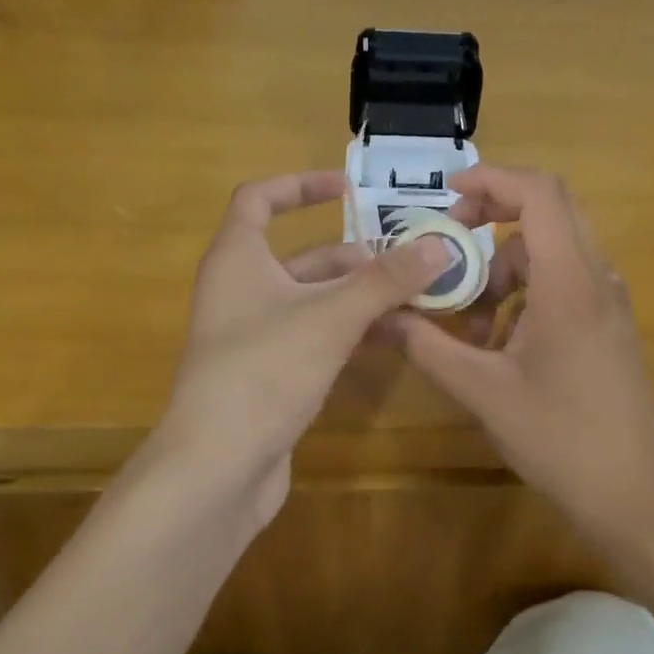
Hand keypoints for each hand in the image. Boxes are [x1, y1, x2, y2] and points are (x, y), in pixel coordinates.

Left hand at [153, 170, 449, 524]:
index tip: (349, 188)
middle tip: (410, 262)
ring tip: (415, 299)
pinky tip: (391, 339)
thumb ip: (385, 280)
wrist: (215, 468)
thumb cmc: (264, 371)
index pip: (259, 199)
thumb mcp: (331, 317)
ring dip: (360, 298)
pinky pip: (314, 337)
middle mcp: (240, 290)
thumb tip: (438, 245)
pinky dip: (349, 331)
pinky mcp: (267, 375)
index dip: (301, 185)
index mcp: (237, 258)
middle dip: (356, 257)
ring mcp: (253, 336)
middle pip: (301, 256)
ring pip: (313, 301)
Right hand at [388, 166, 653, 530]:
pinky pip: (560, 281)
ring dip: (503, 267)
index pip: (540, 194)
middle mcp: (596, 278)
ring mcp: (606, 300)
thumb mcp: (482, 390)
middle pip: (548, 211)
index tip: (448, 197)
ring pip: (550, 251)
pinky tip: (497, 341)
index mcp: (570, 281)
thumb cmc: (560, 438)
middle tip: (449, 242)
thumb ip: (427, 345)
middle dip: (492, 216)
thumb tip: (378, 315)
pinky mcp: (606, 323)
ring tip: (467, 319)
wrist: (635, 495)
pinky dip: (523, 292)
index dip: (492, 179)